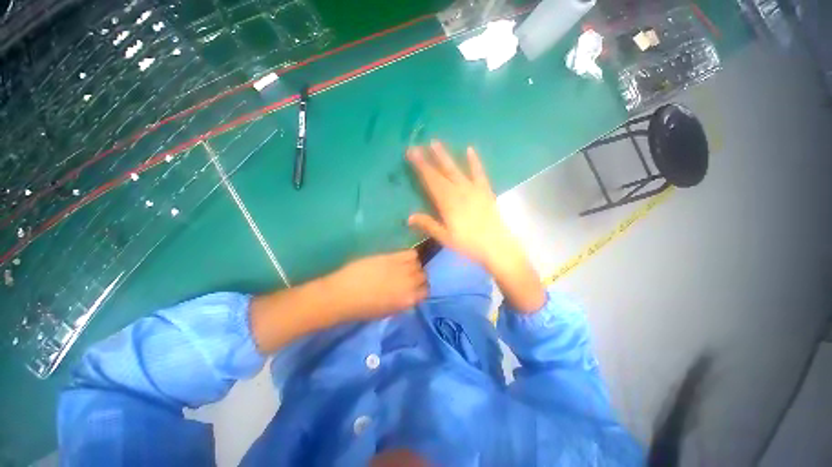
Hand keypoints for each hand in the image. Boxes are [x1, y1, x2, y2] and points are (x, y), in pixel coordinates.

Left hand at [324, 250, 427, 320]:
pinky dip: (409, 255)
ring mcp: (402, 269)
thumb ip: (403, 301)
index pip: (426, 291)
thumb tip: (410, 293)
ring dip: (413, 265)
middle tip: (407, 276)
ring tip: (403, 266)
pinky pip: (411, 253)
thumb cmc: (363, 308)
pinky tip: (400, 259)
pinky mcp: (393, 257)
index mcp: (408, 300)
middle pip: (423, 275)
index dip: (420, 288)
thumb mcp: (388, 311)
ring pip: (418, 263)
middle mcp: (410, 284)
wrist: (343, 295)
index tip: (414, 287)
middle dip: (417, 276)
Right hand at [406, 141, 513, 268]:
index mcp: (447, 202)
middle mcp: (459, 191)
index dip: (420, 167)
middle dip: (428, 159)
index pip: (431, 181)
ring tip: (436, 142)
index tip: (411, 153)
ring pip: (456, 169)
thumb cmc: (468, 244)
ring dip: (445, 156)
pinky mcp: (485, 190)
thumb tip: (409, 217)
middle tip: (418, 146)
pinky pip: (479, 173)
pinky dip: (474, 161)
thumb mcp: (445, 237)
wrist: (496, 246)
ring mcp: (473, 189)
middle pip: (441, 172)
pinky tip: (470, 149)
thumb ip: (428, 224)